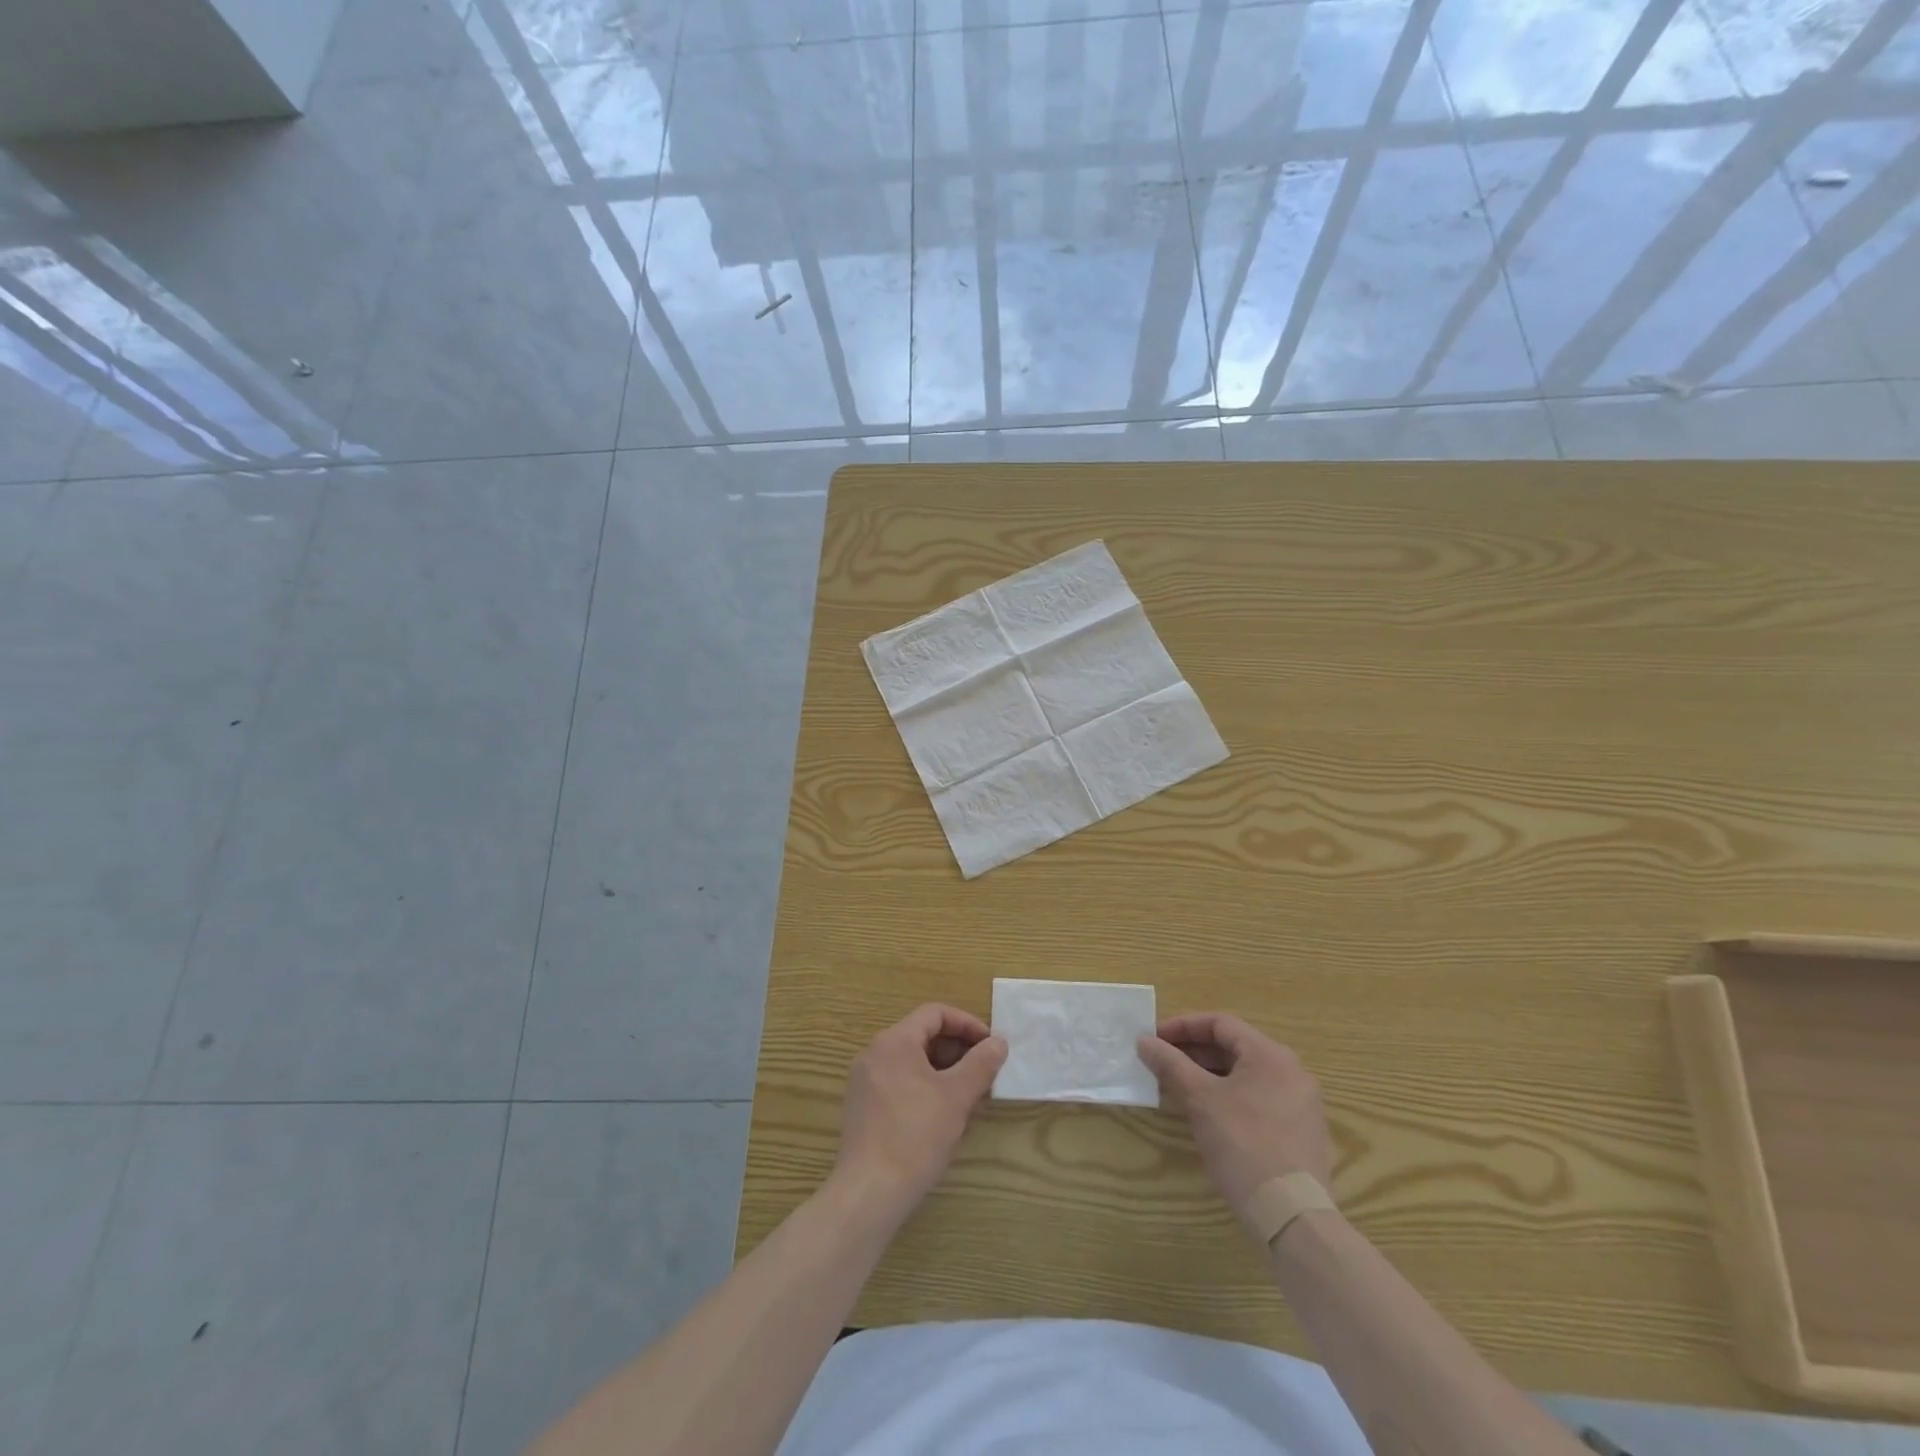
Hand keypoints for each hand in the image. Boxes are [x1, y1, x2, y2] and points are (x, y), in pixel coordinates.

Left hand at [833, 1004, 1007, 1221]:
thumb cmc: (916, 1136)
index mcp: (894, 1041)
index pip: (935, 1014)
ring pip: (912, 1062)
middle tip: (984, 1073)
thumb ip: (980, 1064)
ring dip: (944, 1072)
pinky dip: (925, 1088)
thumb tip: (998, 1042)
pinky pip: (899, 1083)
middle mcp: (874, 1053)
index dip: (967, 1024)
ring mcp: (864, 1081)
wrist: (869, 1192)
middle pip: (922, 1036)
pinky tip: (943, 1117)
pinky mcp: (862, 1107)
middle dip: (957, 1051)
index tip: (990, 1045)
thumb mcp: (956, 1097)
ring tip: (969, 1097)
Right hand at [1137, 1013, 1333, 1218]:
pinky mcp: (1302, 1132)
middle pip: (1235, 1047)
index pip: (1220, 1023)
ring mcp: (1302, 1103)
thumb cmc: (1244, 1145)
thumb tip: (1144, 1041)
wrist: (1293, 1216)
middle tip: (1162, 1061)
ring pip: (1247, 1075)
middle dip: (1194, 1052)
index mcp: (1270, 1054)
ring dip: (1210, 1074)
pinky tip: (1209, 1114)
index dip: (1183, 1027)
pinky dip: (1231, 1096)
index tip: (1154, 1039)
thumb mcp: (1200, 1100)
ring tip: (1179, 1086)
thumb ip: (1171, 1064)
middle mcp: (1292, 1071)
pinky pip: (1260, 1098)